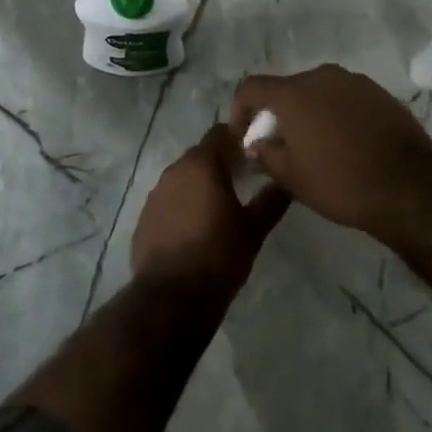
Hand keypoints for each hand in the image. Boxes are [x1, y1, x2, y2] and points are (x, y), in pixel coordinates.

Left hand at [131, 124, 289, 298]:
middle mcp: (175, 170)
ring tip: (219, 207)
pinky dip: (182, 205)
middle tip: (241, 182)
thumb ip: (270, 201)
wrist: (171, 298)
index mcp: (202, 165)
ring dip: (199, 184)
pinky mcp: (144, 216)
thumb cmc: (219, 257)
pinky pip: (168, 200)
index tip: (253, 155)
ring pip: (183, 177)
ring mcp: (155, 193)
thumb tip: (287, 183)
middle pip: (200, 154)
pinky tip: (194, 228)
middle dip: (220, 163)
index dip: (238, 139)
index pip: (220, 133)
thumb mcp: (253, 231)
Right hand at [230, 65, 431, 238]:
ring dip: (308, 113)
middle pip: (287, 89)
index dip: (240, 110)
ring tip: (315, 146)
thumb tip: (256, 143)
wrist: (410, 186)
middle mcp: (321, 76)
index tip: (245, 137)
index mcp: (293, 93)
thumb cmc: (341, 182)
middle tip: (280, 146)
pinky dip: (335, 114)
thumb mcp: (291, 178)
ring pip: (317, 92)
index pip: (252, 88)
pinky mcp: (378, 92)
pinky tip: (345, 143)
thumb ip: (265, 154)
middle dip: (277, 114)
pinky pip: (344, 98)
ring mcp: (354, 81)